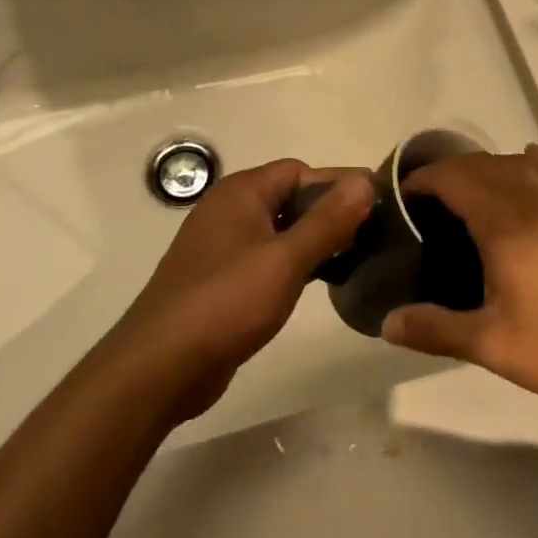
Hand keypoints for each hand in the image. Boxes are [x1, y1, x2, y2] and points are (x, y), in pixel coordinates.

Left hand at [105, 160, 373, 423]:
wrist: (160, 367)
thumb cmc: (225, 303)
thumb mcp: (285, 260)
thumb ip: (327, 220)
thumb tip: (364, 181)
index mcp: (241, 192)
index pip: (299, 170)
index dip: (336, 184)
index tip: (377, 205)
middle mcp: (229, 210)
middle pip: (290, 197)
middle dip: (330, 212)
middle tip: (374, 235)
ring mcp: (223, 247)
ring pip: (280, 230)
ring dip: (315, 239)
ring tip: (357, 258)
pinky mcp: (223, 280)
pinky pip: (268, 257)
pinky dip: (295, 263)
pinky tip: (321, 282)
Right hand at [381, 146, 537, 410]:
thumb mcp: (493, 345)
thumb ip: (436, 330)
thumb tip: (387, 324)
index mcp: (506, 223)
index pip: (455, 178)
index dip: (424, 180)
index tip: (404, 197)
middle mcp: (536, 198)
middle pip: (483, 164)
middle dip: (450, 172)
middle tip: (429, 202)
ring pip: (519, 162)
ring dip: (488, 167)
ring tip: (472, 191)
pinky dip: (537, 160)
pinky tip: (532, 163)